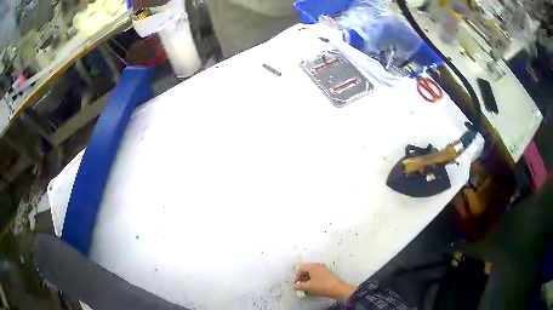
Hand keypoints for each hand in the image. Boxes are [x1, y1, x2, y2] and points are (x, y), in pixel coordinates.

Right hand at [292, 263, 356, 300]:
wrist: (338, 288)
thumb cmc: (321, 286)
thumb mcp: (308, 287)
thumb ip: (299, 286)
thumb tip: (293, 286)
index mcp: (312, 266)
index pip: (300, 268)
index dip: (296, 276)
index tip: (295, 284)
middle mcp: (318, 265)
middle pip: (306, 269)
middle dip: (301, 277)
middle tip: (300, 285)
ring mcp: (323, 269)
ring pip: (312, 272)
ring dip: (307, 279)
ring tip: (306, 287)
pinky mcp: (327, 273)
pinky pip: (317, 275)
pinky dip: (313, 279)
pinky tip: (313, 286)